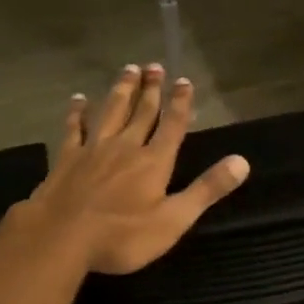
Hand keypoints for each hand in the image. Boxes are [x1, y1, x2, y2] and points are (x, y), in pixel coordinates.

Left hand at [22, 64, 249, 273]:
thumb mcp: (173, 220)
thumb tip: (242, 162)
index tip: (184, 80)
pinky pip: (74, 128)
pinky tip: (78, 99)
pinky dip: (77, 112)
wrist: (60, 237)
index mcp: (154, 161)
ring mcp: (93, 149)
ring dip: (121, 90)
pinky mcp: (67, 158)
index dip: (180, 103)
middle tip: (154, 65)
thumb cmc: (122, 236)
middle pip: (141, 112)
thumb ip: (207, 189)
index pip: (172, 125)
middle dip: (151, 89)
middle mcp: (126, 146)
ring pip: (111, 111)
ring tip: (128, 69)